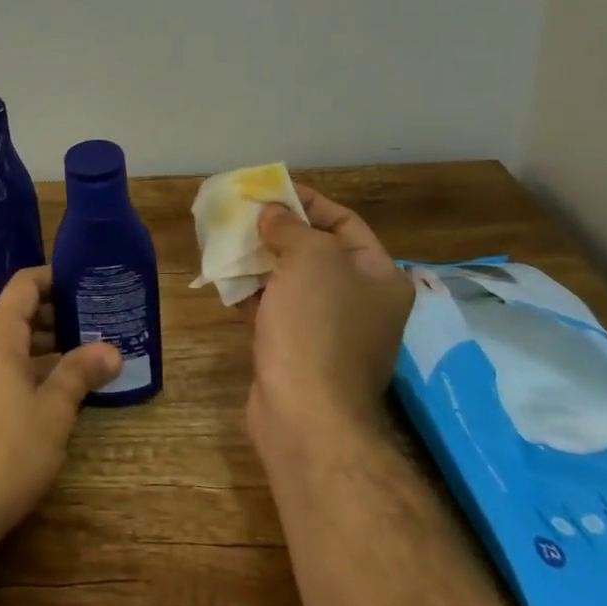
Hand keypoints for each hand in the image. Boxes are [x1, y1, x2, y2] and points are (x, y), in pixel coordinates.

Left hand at [0, 267, 121, 550]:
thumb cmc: (6, 452)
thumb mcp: (52, 412)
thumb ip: (79, 374)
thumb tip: (112, 349)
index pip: (23, 285)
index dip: (54, 278)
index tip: (85, 282)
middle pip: (15, 314)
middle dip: (54, 315)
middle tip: (95, 324)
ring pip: (6, 345)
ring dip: (41, 345)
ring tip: (81, 357)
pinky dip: (23, 368)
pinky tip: (50, 393)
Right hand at [247, 186, 414, 447]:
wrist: (305, 415)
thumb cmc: (316, 326)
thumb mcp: (309, 258)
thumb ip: (289, 226)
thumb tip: (272, 214)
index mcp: (380, 276)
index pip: (344, 221)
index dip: (307, 201)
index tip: (269, 190)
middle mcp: (362, 301)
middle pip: (317, 250)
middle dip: (278, 230)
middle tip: (243, 215)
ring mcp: (331, 329)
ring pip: (292, 281)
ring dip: (261, 260)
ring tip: (227, 242)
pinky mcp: (299, 351)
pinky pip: (276, 309)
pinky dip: (253, 293)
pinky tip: (226, 281)